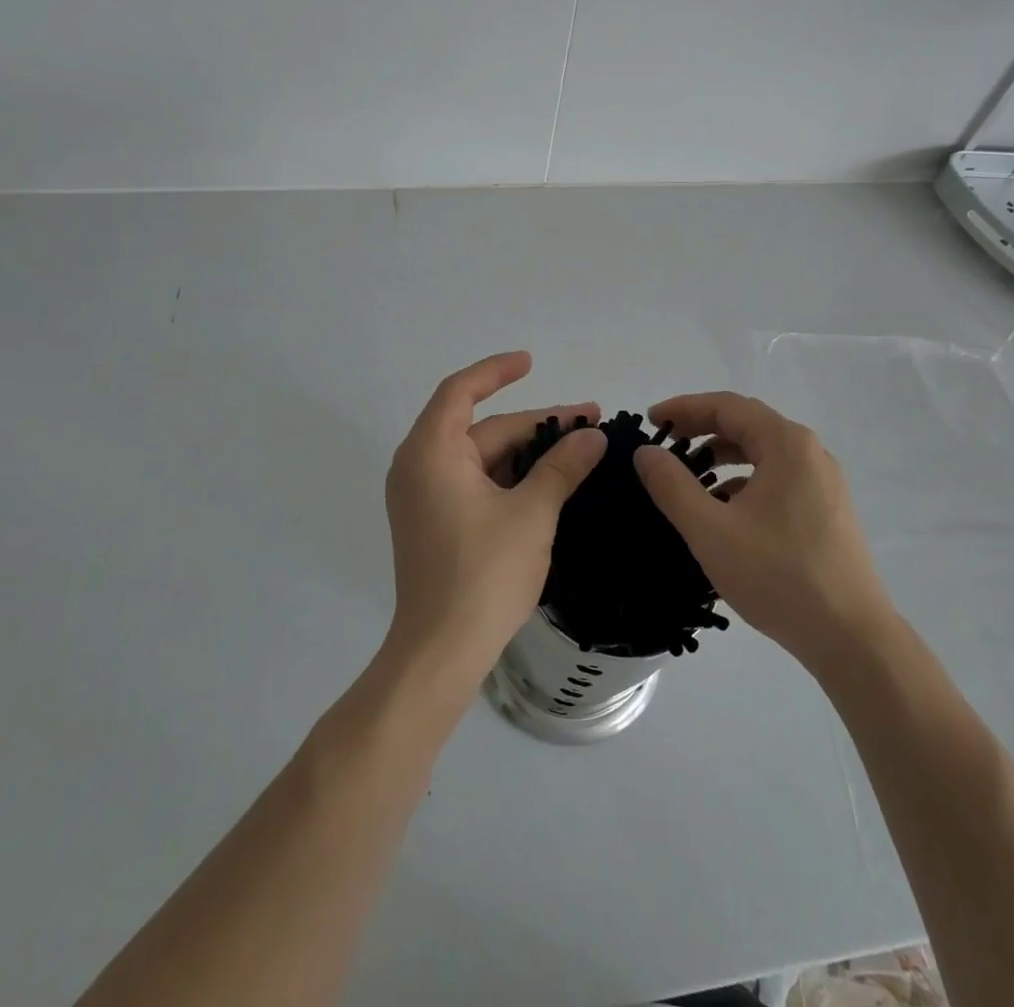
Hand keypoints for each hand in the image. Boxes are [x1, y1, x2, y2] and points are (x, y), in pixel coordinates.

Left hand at [382, 351, 606, 687]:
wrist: (441, 652)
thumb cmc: (483, 575)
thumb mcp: (532, 514)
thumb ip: (562, 467)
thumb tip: (594, 436)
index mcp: (431, 453)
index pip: (461, 391)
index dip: (496, 370)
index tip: (531, 362)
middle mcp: (419, 466)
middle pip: (481, 429)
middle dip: (535, 425)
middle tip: (589, 424)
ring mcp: (423, 497)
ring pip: (481, 458)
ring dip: (526, 453)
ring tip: (578, 451)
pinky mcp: (432, 522)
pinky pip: (473, 482)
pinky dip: (509, 477)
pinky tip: (548, 482)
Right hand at [633, 391, 893, 675]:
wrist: (852, 638)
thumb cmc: (778, 576)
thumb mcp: (711, 530)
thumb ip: (672, 486)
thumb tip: (646, 452)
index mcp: (786, 444)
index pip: (727, 406)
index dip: (684, 408)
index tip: (650, 420)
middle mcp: (810, 452)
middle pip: (747, 424)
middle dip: (702, 428)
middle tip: (665, 442)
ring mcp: (823, 482)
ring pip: (763, 452)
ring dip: (723, 456)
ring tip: (689, 476)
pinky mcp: (827, 510)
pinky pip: (778, 477)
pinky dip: (745, 480)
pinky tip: (725, 510)